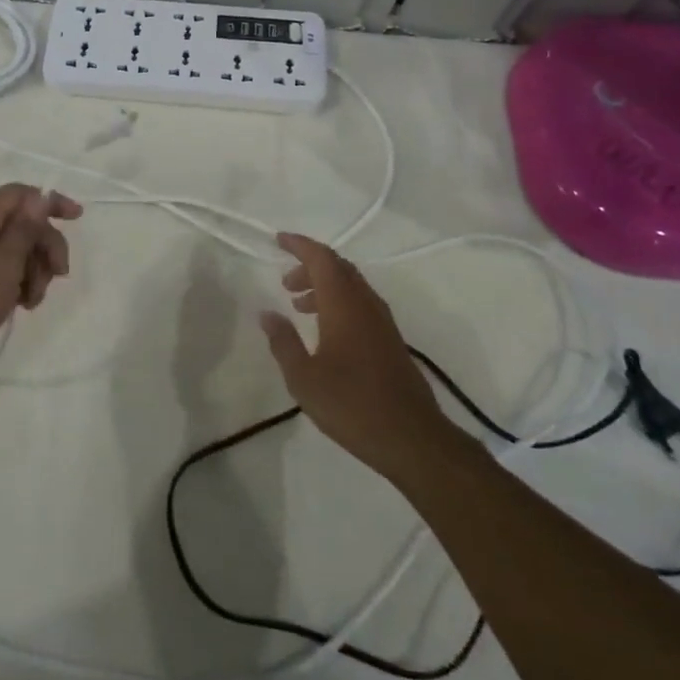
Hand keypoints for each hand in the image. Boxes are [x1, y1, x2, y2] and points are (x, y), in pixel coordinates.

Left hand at [0, 184, 82, 395]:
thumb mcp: (2, 265)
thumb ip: (24, 230)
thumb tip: (41, 195)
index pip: (20, 194)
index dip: (49, 201)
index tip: (77, 218)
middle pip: (23, 223)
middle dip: (46, 245)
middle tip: (59, 273)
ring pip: (18, 251)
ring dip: (36, 270)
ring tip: (33, 299)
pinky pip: (6, 273)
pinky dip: (21, 284)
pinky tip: (23, 306)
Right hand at [260, 232, 450, 481]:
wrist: (412, 438)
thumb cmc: (352, 404)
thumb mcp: (304, 378)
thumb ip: (283, 342)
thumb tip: (267, 314)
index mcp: (344, 304)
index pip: (321, 258)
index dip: (299, 245)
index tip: (278, 240)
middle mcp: (365, 304)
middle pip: (338, 267)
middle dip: (310, 266)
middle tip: (286, 282)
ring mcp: (382, 322)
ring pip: (351, 285)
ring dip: (324, 285)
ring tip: (299, 305)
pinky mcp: (390, 340)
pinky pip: (360, 303)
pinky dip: (339, 302)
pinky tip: (326, 330)